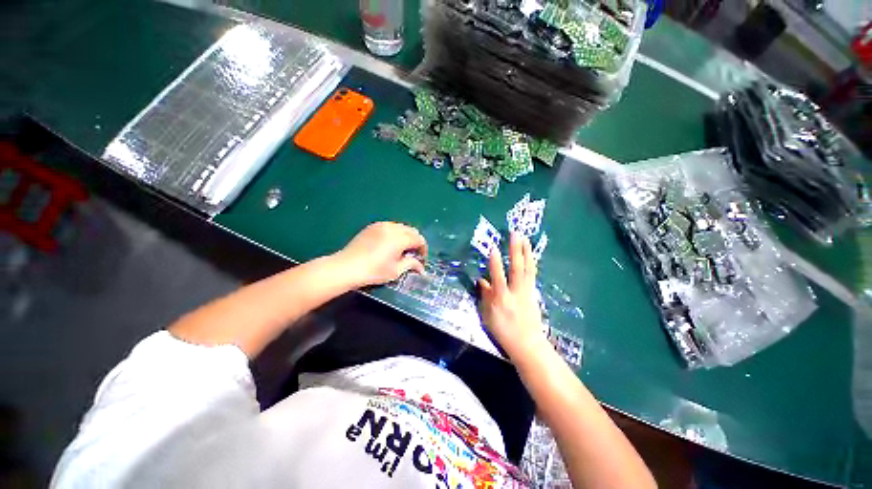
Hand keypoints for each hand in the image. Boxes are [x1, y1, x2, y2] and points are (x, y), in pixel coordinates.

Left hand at [336, 222, 427, 286]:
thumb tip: (421, 267)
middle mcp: (392, 228)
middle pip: (412, 230)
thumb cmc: (373, 271)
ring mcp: (381, 225)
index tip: (421, 258)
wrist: (346, 267)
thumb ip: (411, 265)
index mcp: (400, 238)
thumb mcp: (395, 271)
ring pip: (401, 227)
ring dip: (406, 236)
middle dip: (416, 241)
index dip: (423, 249)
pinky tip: (389, 244)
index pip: (419, 239)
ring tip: (401, 249)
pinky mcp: (372, 226)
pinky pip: (390, 227)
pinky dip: (395, 233)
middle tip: (413, 254)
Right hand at [478, 233, 548, 359]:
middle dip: (516, 250)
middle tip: (515, 234)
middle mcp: (516, 292)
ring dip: (526, 252)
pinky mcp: (533, 293)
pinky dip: (531, 262)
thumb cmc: (504, 331)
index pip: (498, 278)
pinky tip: (530, 254)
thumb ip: (485, 295)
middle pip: (517, 268)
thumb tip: (481, 279)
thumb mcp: (488, 315)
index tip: (493, 248)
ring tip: (525, 239)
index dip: (495, 263)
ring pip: (528, 269)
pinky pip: (532, 274)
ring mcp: (527, 291)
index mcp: (502, 299)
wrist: (527, 344)